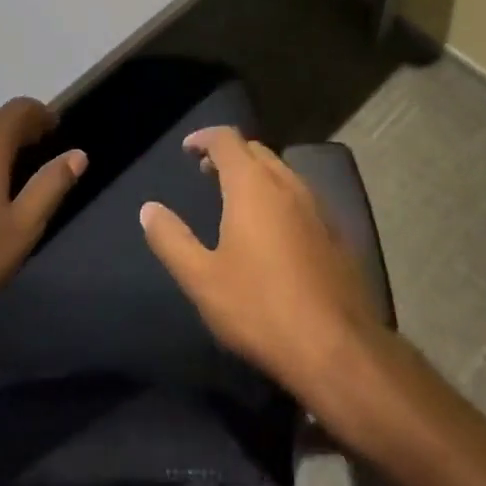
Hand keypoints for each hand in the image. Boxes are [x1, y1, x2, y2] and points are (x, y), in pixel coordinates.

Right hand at [140, 126, 385, 400]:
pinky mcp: (336, 232)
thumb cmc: (259, 308)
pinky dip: (279, 196)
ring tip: (236, 198)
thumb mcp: (202, 279)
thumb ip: (171, 239)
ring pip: (282, 172)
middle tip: (206, 172)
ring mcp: (317, 206)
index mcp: (252, 185)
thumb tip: (149, 209)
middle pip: (256, 151)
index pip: (227, 139)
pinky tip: (273, 229)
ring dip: (256, 174)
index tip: (187, 148)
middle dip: (230, 154)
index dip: (205, 137)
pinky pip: (301, 196)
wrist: (336, 348)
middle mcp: (288, 184)